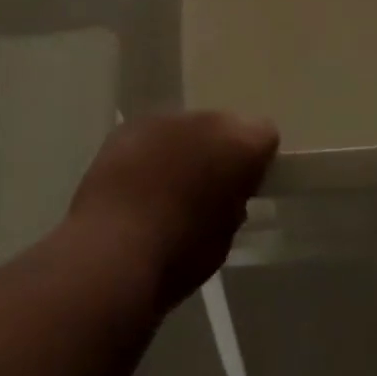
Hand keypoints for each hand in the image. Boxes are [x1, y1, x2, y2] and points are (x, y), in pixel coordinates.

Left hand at [68, 111, 278, 308]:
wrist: (112, 253)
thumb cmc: (179, 256)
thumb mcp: (225, 237)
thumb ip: (234, 202)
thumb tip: (226, 194)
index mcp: (241, 144)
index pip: (265, 135)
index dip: (255, 163)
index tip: (243, 190)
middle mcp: (207, 119)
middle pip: (223, 126)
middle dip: (217, 151)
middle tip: (204, 189)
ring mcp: (165, 119)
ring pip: (185, 128)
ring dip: (182, 150)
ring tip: (165, 189)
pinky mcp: (128, 127)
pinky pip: (150, 136)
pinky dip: (149, 154)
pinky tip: (136, 186)